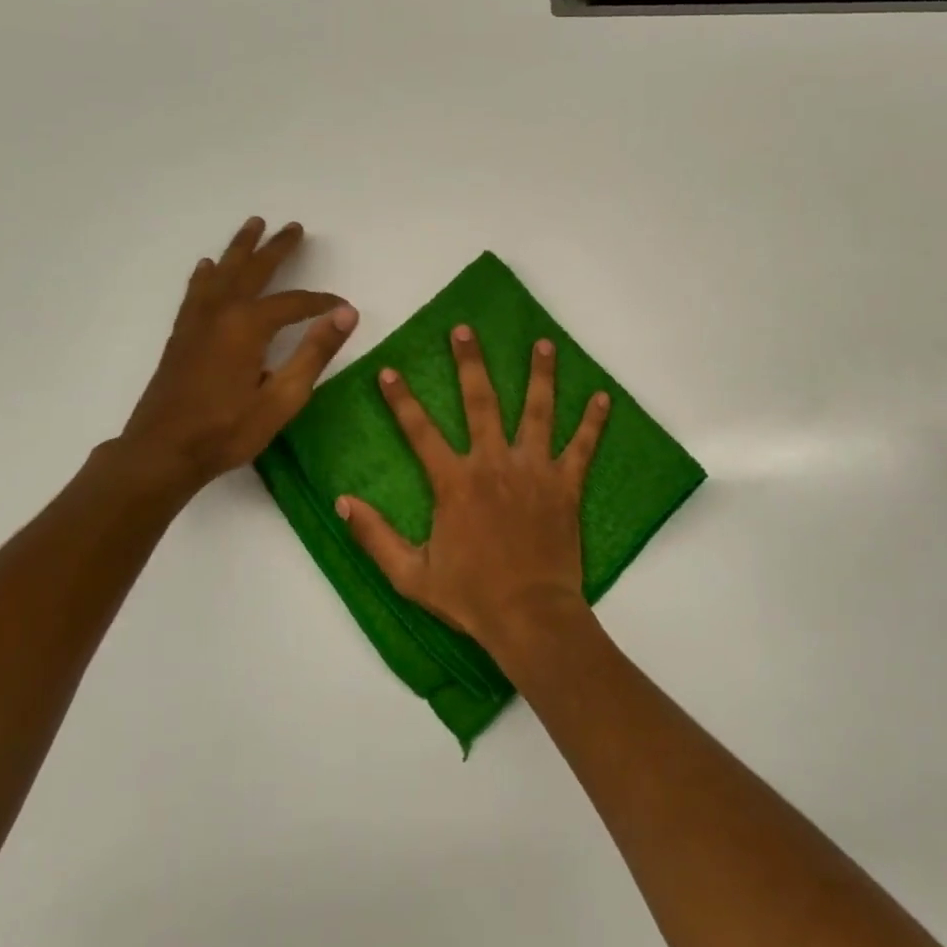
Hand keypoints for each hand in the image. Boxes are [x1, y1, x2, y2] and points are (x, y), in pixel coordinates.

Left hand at [115, 217, 356, 497]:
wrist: (162, 452)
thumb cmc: (228, 430)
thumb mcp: (283, 398)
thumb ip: (315, 352)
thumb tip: (346, 313)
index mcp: (248, 326)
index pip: (294, 303)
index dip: (322, 302)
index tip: (344, 307)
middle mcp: (221, 313)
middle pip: (254, 271)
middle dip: (277, 249)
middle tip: (294, 227)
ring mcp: (197, 321)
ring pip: (222, 272)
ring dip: (240, 248)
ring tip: (253, 225)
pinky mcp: (182, 335)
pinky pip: (197, 290)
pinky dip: (207, 273)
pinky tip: (208, 266)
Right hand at [337, 325, 610, 660]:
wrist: (529, 617)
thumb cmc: (470, 597)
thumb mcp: (410, 575)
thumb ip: (375, 536)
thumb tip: (343, 502)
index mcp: (454, 483)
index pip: (420, 431)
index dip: (401, 400)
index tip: (389, 370)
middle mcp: (494, 464)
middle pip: (481, 402)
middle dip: (470, 363)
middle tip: (464, 329)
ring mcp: (534, 471)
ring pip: (537, 411)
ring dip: (539, 375)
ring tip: (543, 343)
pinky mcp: (566, 486)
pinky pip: (583, 447)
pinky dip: (593, 421)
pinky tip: (603, 396)